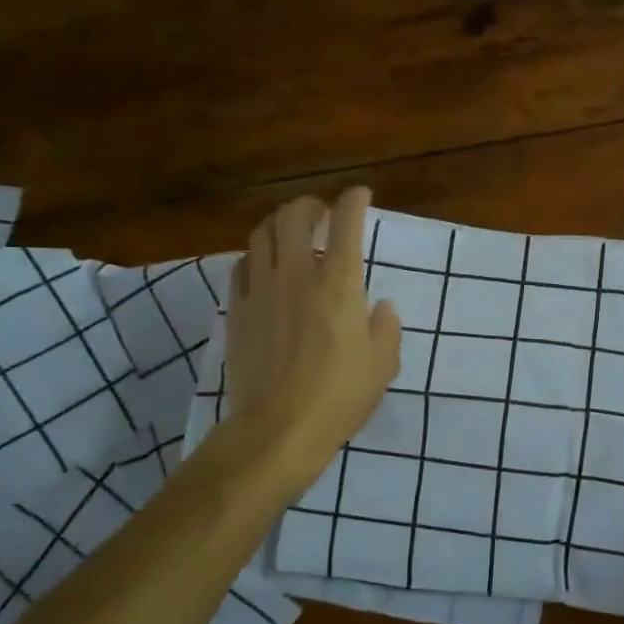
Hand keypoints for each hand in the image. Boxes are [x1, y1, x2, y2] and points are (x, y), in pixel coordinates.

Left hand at [220, 188, 400, 488]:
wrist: (278, 428)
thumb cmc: (340, 396)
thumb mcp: (383, 364)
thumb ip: (386, 327)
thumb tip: (380, 308)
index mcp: (340, 283)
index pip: (346, 222)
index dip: (354, 200)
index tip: (360, 195)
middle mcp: (298, 274)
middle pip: (294, 215)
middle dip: (311, 204)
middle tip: (322, 213)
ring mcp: (261, 289)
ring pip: (262, 233)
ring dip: (279, 224)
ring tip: (291, 233)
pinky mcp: (237, 309)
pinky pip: (241, 266)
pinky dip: (256, 256)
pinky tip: (264, 267)